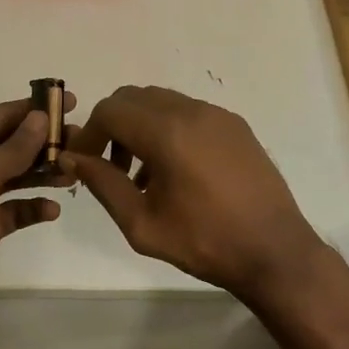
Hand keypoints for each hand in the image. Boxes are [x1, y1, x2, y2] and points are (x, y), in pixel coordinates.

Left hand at [0, 92, 72, 343]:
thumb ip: (14, 147)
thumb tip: (40, 117)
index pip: (0, 116)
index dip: (34, 108)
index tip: (70, 101)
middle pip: (9, 144)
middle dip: (43, 142)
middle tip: (81, 139)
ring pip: (13, 176)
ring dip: (41, 173)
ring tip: (74, 171)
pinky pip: (12, 210)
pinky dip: (31, 207)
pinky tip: (53, 210)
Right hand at [61, 85, 328, 305]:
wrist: (275, 251)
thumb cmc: (205, 242)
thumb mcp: (142, 224)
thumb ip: (103, 185)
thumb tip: (72, 158)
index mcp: (167, 132)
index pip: (110, 110)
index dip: (89, 133)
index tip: (83, 162)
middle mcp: (191, 110)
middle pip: (133, 98)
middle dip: (112, 125)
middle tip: (108, 166)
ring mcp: (216, 114)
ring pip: (161, 101)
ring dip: (140, 126)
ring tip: (141, 175)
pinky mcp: (235, 124)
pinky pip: (188, 112)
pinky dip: (168, 128)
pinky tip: (174, 171)